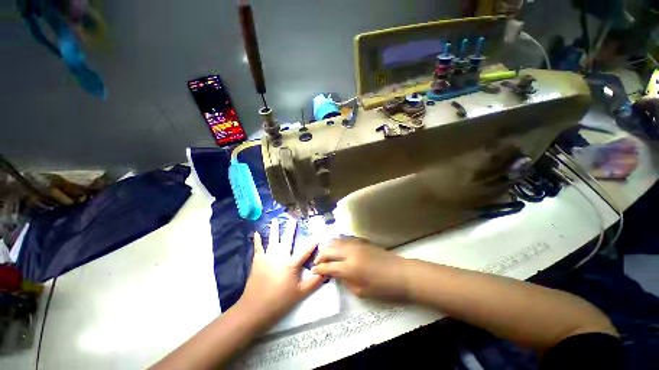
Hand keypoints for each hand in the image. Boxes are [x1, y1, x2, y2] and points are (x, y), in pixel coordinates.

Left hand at [238, 219, 323, 327]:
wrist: (255, 309)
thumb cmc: (280, 301)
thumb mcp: (301, 293)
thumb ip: (314, 282)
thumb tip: (326, 272)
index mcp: (292, 263)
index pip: (306, 250)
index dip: (314, 241)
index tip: (320, 233)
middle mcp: (280, 256)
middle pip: (288, 239)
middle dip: (291, 229)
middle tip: (293, 219)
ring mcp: (268, 257)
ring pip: (273, 240)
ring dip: (274, 229)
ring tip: (275, 220)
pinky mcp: (258, 261)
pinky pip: (258, 248)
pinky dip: (257, 240)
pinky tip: (256, 233)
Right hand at [312, 237, 408, 301]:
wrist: (400, 273)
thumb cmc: (382, 287)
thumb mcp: (361, 291)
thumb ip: (345, 281)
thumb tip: (336, 274)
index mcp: (349, 268)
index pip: (328, 266)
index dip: (318, 269)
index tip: (313, 270)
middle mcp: (350, 252)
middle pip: (328, 249)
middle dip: (320, 255)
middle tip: (318, 262)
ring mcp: (356, 244)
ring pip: (336, 240)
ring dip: (328, 246)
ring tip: (326, 253)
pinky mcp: (362, 240)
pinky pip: (345, 238)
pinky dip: (338, 242)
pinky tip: (338, 247)